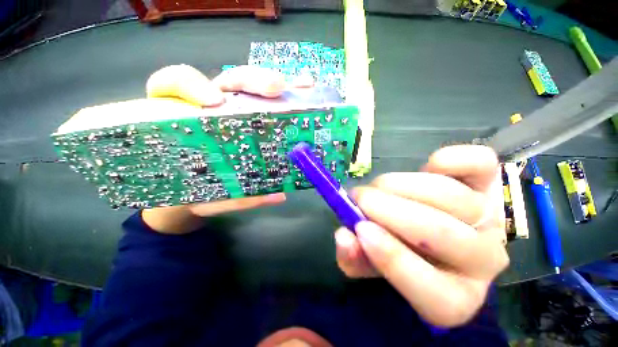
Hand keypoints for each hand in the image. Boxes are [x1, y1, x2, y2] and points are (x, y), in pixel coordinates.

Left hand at [87, 64, 296, 233]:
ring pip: (251, 86)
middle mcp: (211, 107)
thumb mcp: (208, 198)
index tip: (216, 103)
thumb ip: (237, 198)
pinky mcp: (252, 115)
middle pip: (227, 80)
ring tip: (301, 87)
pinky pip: (268, 99)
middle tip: (276, 88)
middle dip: (252, 80)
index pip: (176, 84)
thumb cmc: (193, 193)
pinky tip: (304, 92)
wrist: (194, 195)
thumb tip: (278, 196)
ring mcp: (234, 109)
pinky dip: (287, 94)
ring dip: (276, 84)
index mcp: (181, 117)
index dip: (193, 86)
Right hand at [335, 145, 508, 326]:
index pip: (434, 293)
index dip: (392, 258)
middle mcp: (484, 262)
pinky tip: (425, 166)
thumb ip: (354, 256)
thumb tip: (343, 236)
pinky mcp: (491, 184)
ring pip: (449, 195)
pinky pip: (480, 164)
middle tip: (359, 198)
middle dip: (389, 210)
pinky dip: (448, 159)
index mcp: (455, 297)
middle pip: (440, 233)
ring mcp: (492, 218)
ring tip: (377, 186)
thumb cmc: (399, 250)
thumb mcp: (370, 262)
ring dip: (400, 184)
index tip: (359, 229)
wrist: (430, 231)